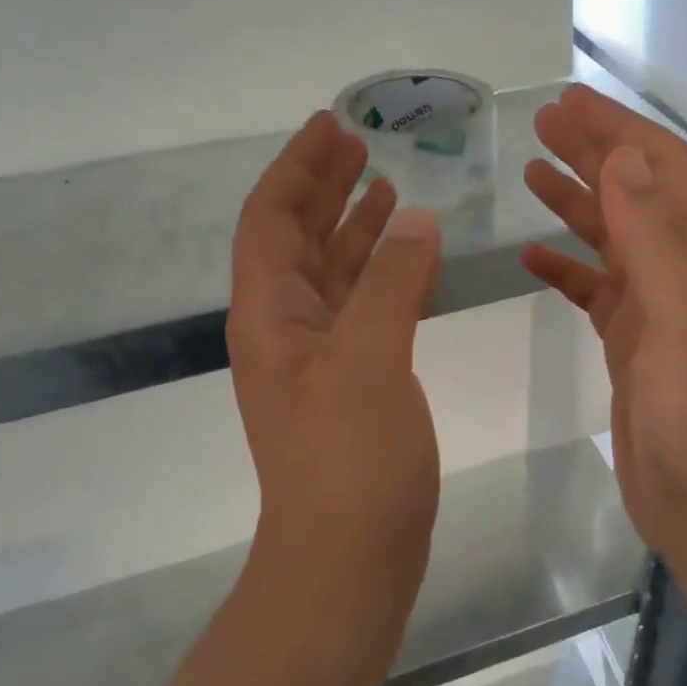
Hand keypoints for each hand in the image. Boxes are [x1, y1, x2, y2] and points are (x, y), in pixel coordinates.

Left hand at [229, 112, 442, 606]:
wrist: (349, 559)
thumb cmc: (348, 460)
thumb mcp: (369, 360)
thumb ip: (391, 284)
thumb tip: (416, 219)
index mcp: (270, 314)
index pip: (271, 219)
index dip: (297, 168)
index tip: (330, 126)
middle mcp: (286, 327)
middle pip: (298, 238)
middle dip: (324, 186)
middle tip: (359, 142)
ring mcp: (319, 356)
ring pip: (332, 271)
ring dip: (353, 225)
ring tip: (385, 183)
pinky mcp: (353, 380)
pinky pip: (363, 306)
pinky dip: (381, 272)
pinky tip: (408, 254)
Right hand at [521, 85, 686, 570]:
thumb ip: (658, 236)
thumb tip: (624, 156)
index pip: (667, 170)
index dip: (618, 131)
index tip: (565, 102)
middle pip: (639, 194)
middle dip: (593, 154)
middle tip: (541, 124)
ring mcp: (663, 310)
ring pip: (614, 239)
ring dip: (577, 202)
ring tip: (532, 172)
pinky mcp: (633, 346)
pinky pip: (595, 291)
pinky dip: (566, 269)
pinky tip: (532, 256)